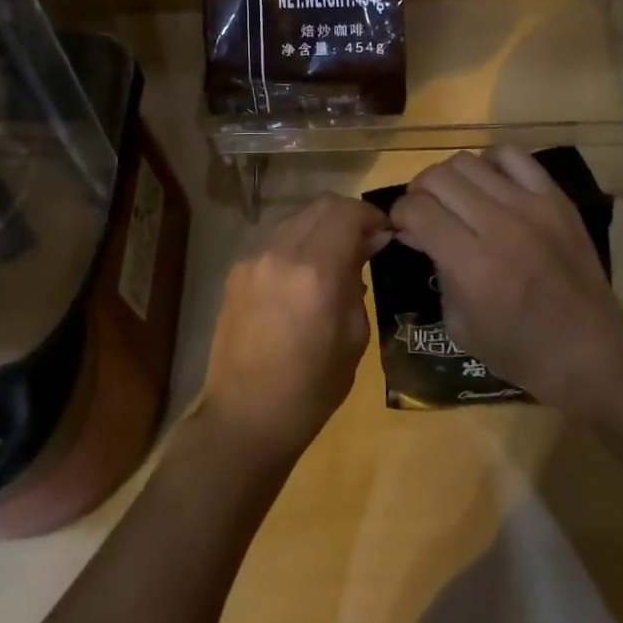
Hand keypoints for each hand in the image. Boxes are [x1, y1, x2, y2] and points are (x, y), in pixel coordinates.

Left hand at [197, 193, 388, 463]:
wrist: (245, 418)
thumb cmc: (312, 389)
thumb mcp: (354, 337)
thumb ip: (359, 281)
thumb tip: (368, 245)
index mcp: (316, 272)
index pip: (348, 212)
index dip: (372, 215)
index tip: (386, 233)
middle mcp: (281, 253)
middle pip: (321, 204)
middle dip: (348, 215)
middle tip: (365, 241)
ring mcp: (254, 259)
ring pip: (297, 218)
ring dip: (322, 227)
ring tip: (335, 257)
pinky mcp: (236, 271)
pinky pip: (276, 241)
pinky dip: (298, 245)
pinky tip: (304, 277)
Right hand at [390, 147, 622, 413]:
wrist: (591, 351)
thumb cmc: (520, 350)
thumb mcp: (460, 324)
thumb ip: (435, 269)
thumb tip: (416, 232)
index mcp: (472, 265)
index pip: (418, 209)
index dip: (400, 214)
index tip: (402, 226)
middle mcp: (498, 225)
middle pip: (438, 177)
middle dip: (419, 192)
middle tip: (424, 211)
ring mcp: (530, 206)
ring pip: (468, 161)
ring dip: (450, 178)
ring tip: (455, 197)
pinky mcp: (555, 198)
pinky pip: (512, 156)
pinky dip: (491, 163)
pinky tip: (490, 185)